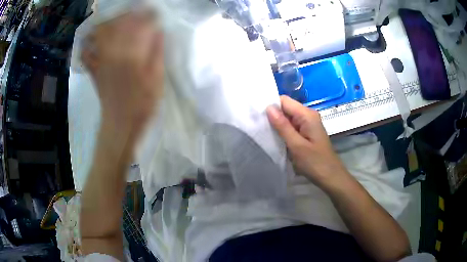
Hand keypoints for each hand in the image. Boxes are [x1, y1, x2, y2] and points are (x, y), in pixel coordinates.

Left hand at [81, 12, 163, 151]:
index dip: (148, 15)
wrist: (120, 125)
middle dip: (128, 14)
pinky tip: (92, 38)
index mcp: (131, 55)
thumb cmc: (142, 104)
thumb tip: (158, 31)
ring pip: (101, 33)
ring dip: (108, 22)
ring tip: (117, 19)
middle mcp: (113, 52)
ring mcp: (100, 60)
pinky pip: (86, 52)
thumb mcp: (157, 79)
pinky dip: (87, 42)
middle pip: (118, 24)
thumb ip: (157, 53)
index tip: (154, 11)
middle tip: (136, 11)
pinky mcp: (94, 69)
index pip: (140, 25)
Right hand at [267, 96, 349, 190]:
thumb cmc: (315, 162)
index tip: (257, 116)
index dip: (271, 106)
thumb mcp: (296, 145)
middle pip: (286, 108)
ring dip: (277, 124)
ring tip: (264, 133)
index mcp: (307, 115)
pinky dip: (283, 131)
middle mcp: (308, 115)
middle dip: (272, 115)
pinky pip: (292, 126)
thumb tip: (268, 107)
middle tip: (258, 126)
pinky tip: (275, 138)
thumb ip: (282, 126)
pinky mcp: (307, 132)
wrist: (330, 177)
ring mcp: (308, 124)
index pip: (284, 100)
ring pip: (288, 118)